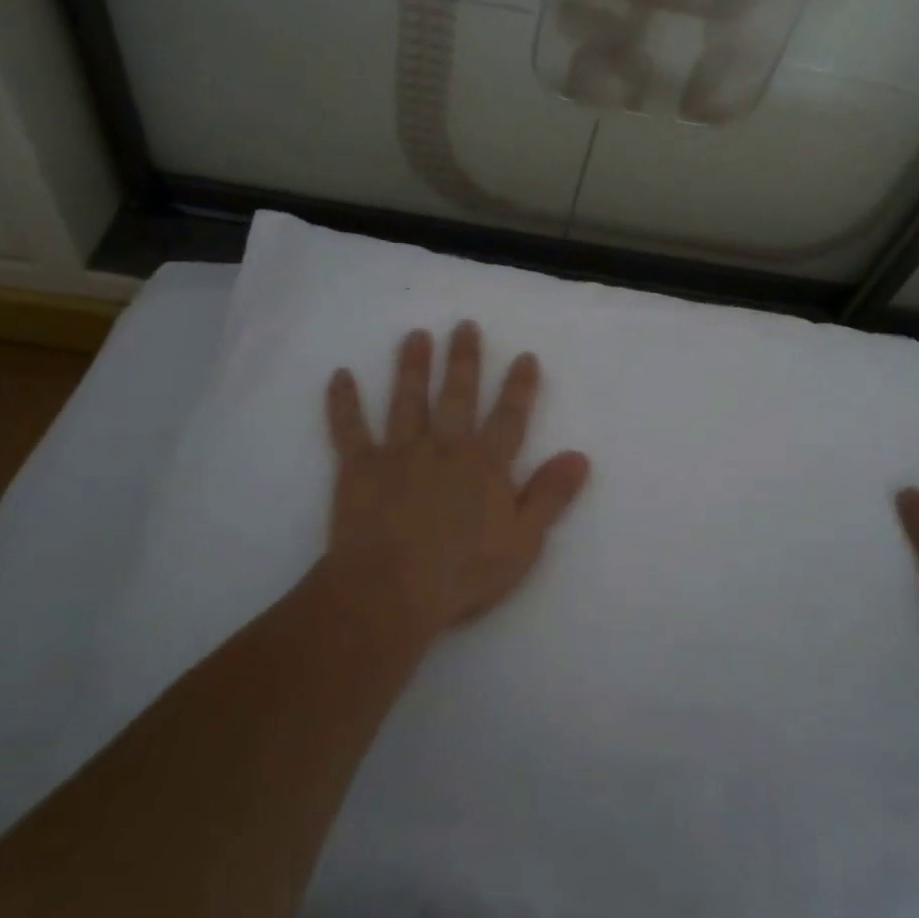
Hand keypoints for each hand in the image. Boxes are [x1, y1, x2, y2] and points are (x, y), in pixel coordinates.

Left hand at [324, 321, 591, 637]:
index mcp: (485, 464)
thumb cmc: (463, 572)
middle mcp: (444, 447)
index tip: (524, 356)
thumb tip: (580, 456)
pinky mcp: (359, 468)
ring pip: (407, 400)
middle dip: (463, 359)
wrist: (390, 592)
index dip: (519, 387)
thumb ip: (550, 495)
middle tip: (464, 325)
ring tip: (415, 336)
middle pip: (457, 395)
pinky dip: (343, 402)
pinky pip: (349, 429)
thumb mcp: (523, 541)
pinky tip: (339, 375)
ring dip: (411, 366)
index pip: (509, 417)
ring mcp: (399, 453)